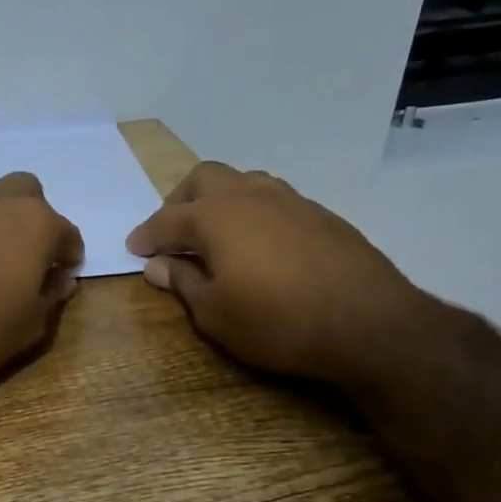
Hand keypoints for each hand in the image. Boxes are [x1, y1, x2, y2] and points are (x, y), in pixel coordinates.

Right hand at [126, 161, 430, 384]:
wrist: (367, 322)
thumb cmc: (276, 322)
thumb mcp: (214, 314)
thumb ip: (182, 282)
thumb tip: (158, 264)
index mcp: (216, 216)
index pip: (167, 219)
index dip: (146, 235)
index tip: (133, 248)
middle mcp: (250, 196)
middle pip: (205, 178)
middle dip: (180, 201)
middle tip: (172, 233)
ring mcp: (290, 200)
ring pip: (244, 182)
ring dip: (220, 201)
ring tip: (215, 234)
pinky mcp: (321, 215)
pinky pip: (274, 200)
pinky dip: (253, 213)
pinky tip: (258, 244)